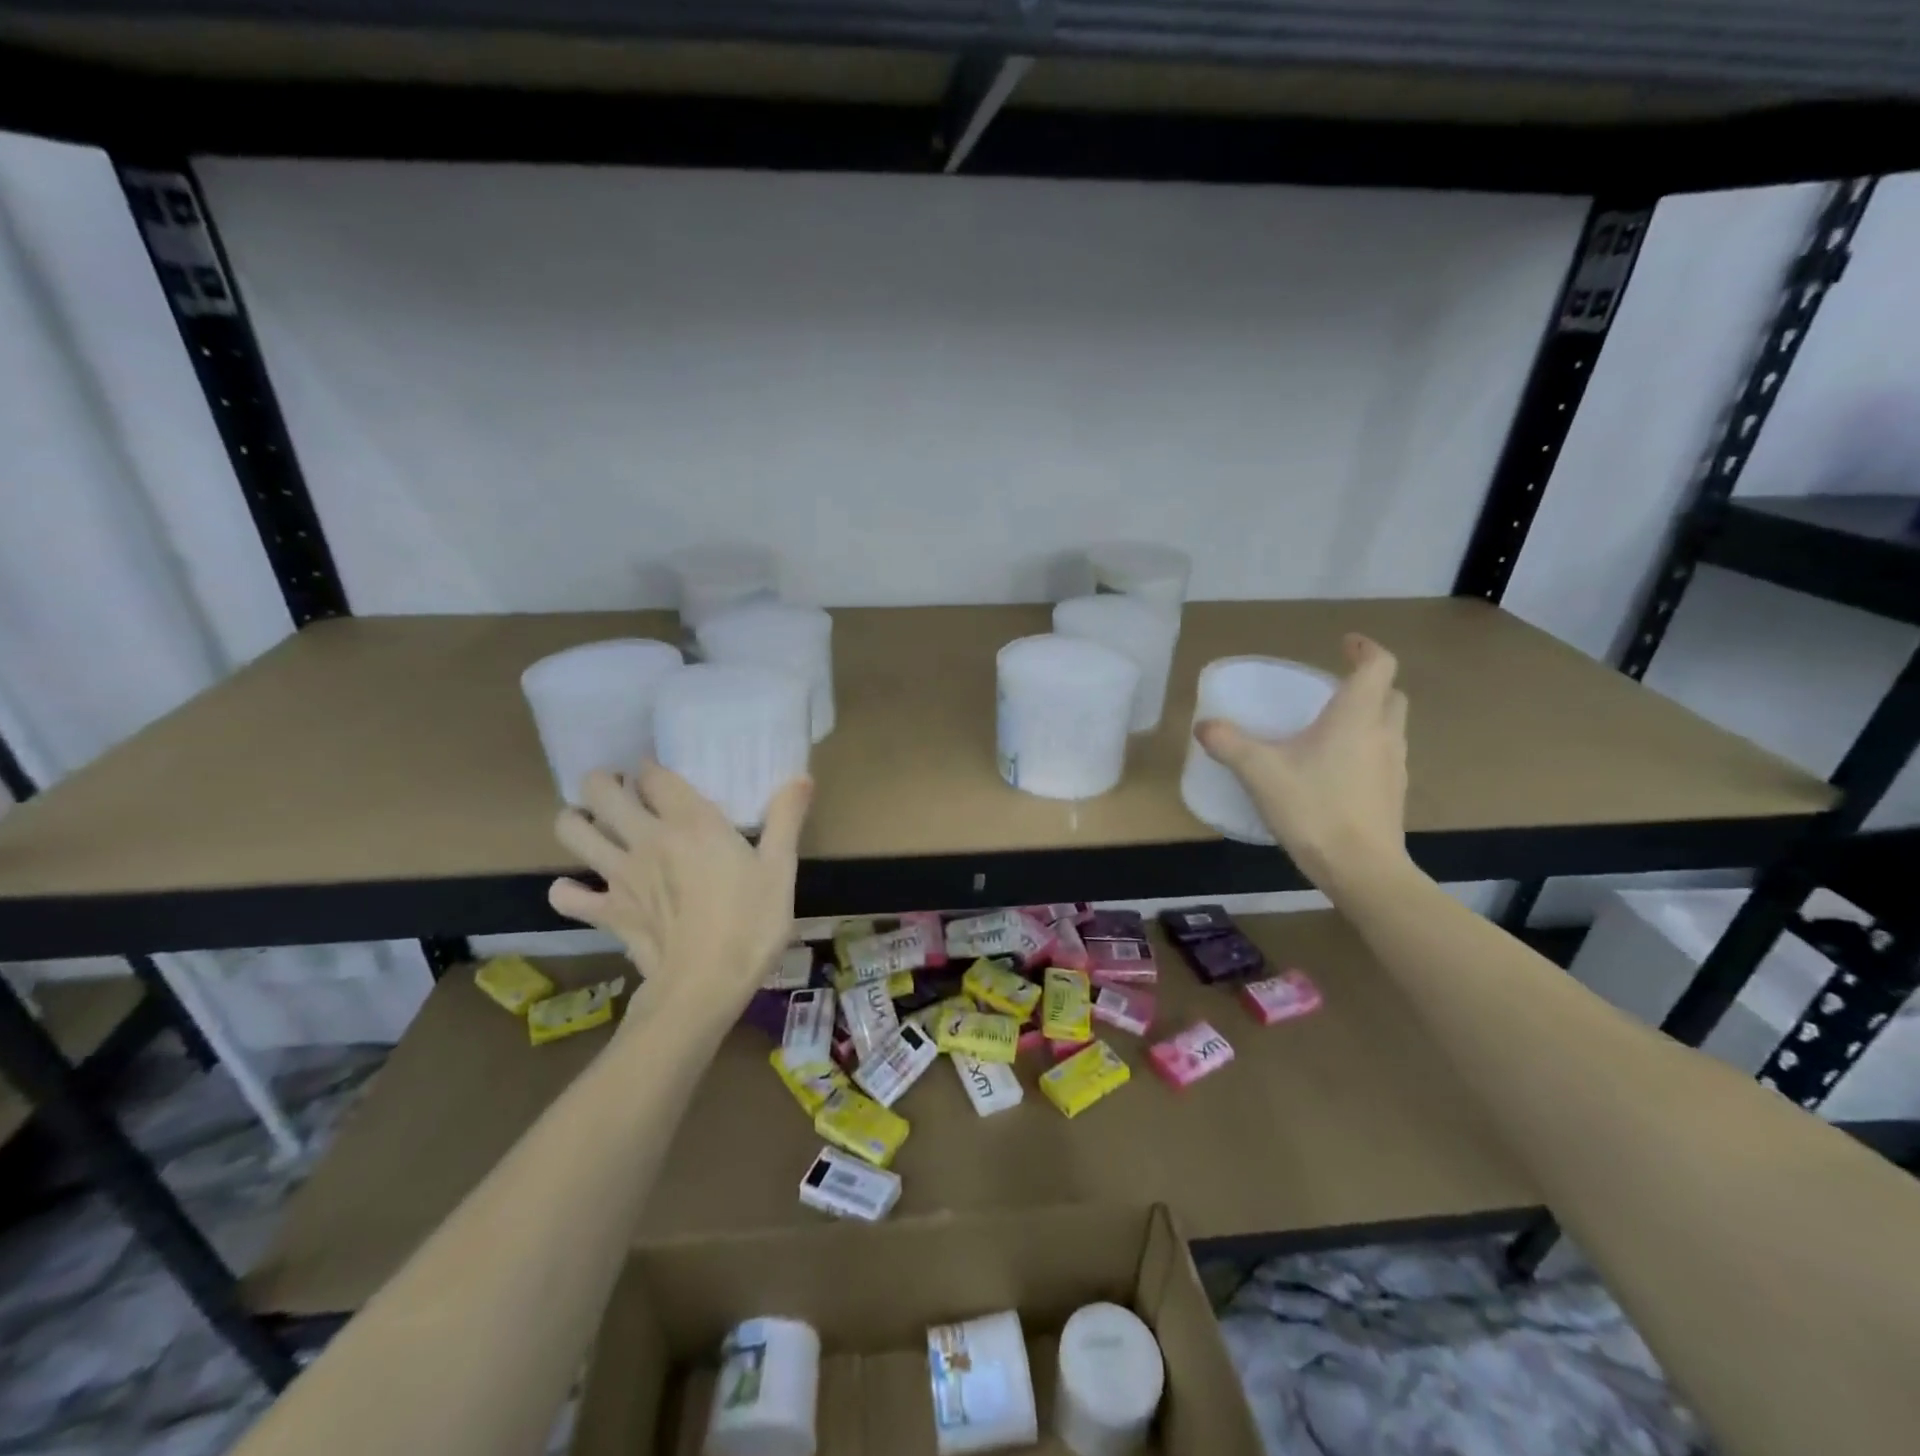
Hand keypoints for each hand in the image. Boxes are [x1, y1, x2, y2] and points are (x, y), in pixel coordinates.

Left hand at [549, 766, 812, 1029]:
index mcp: (691, 822)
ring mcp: (619, 875)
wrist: (706, 986)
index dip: (652, 768)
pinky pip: (566, 895)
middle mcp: (647, 838)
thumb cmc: (751, 924)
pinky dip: (569, 889)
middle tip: (623, 791)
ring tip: (596, 825)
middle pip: (600, 790)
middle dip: (604, 782)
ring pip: (572, 830)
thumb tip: (801, 776)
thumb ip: (785, 818)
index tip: (661, 774)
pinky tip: (586, 889)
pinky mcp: (606, 911)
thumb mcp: (780, 869)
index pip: (653, 774)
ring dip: (576, 821)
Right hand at [1195, 634, 1409, 890]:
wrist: (1361, 869)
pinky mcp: (1392, 795)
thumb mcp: (1260, 773)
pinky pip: (1382, 757)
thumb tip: (1204, 725)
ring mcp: (1394, 767)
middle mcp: (1383, 734)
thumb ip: (1230, 744)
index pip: (1378, 666)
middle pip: (1390, 695)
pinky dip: (1364, 750)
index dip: (1365, 649)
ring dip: (1368, 718)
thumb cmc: (1314, 809)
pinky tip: (1333, 772)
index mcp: (1357, 717)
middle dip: (1368, 684)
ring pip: (1389, 728)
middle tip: (1335, 689)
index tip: (1346, 643)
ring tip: (1329, 731)